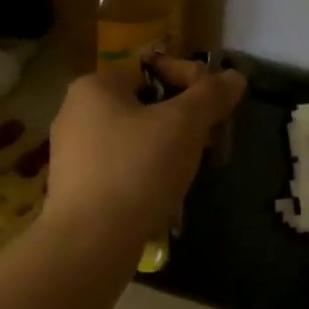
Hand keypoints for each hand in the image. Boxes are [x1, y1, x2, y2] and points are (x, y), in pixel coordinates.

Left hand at [43, 56, 246, 248]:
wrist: (90, 241)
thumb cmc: (137, 170)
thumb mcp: (184, 125)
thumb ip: (211, 95)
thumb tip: (235, 77)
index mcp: (95, 86)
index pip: (152, 66)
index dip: (191, 80)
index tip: (216, 109)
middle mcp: (76, 112)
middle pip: (145, 103)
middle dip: (184, 121)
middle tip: (211, 144)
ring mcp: (72, 152)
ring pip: (135, 138)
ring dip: (169, 149)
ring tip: (191, 172)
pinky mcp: (76, 186)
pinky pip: (121, 168)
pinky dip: (147, 174)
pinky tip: (165, 196)